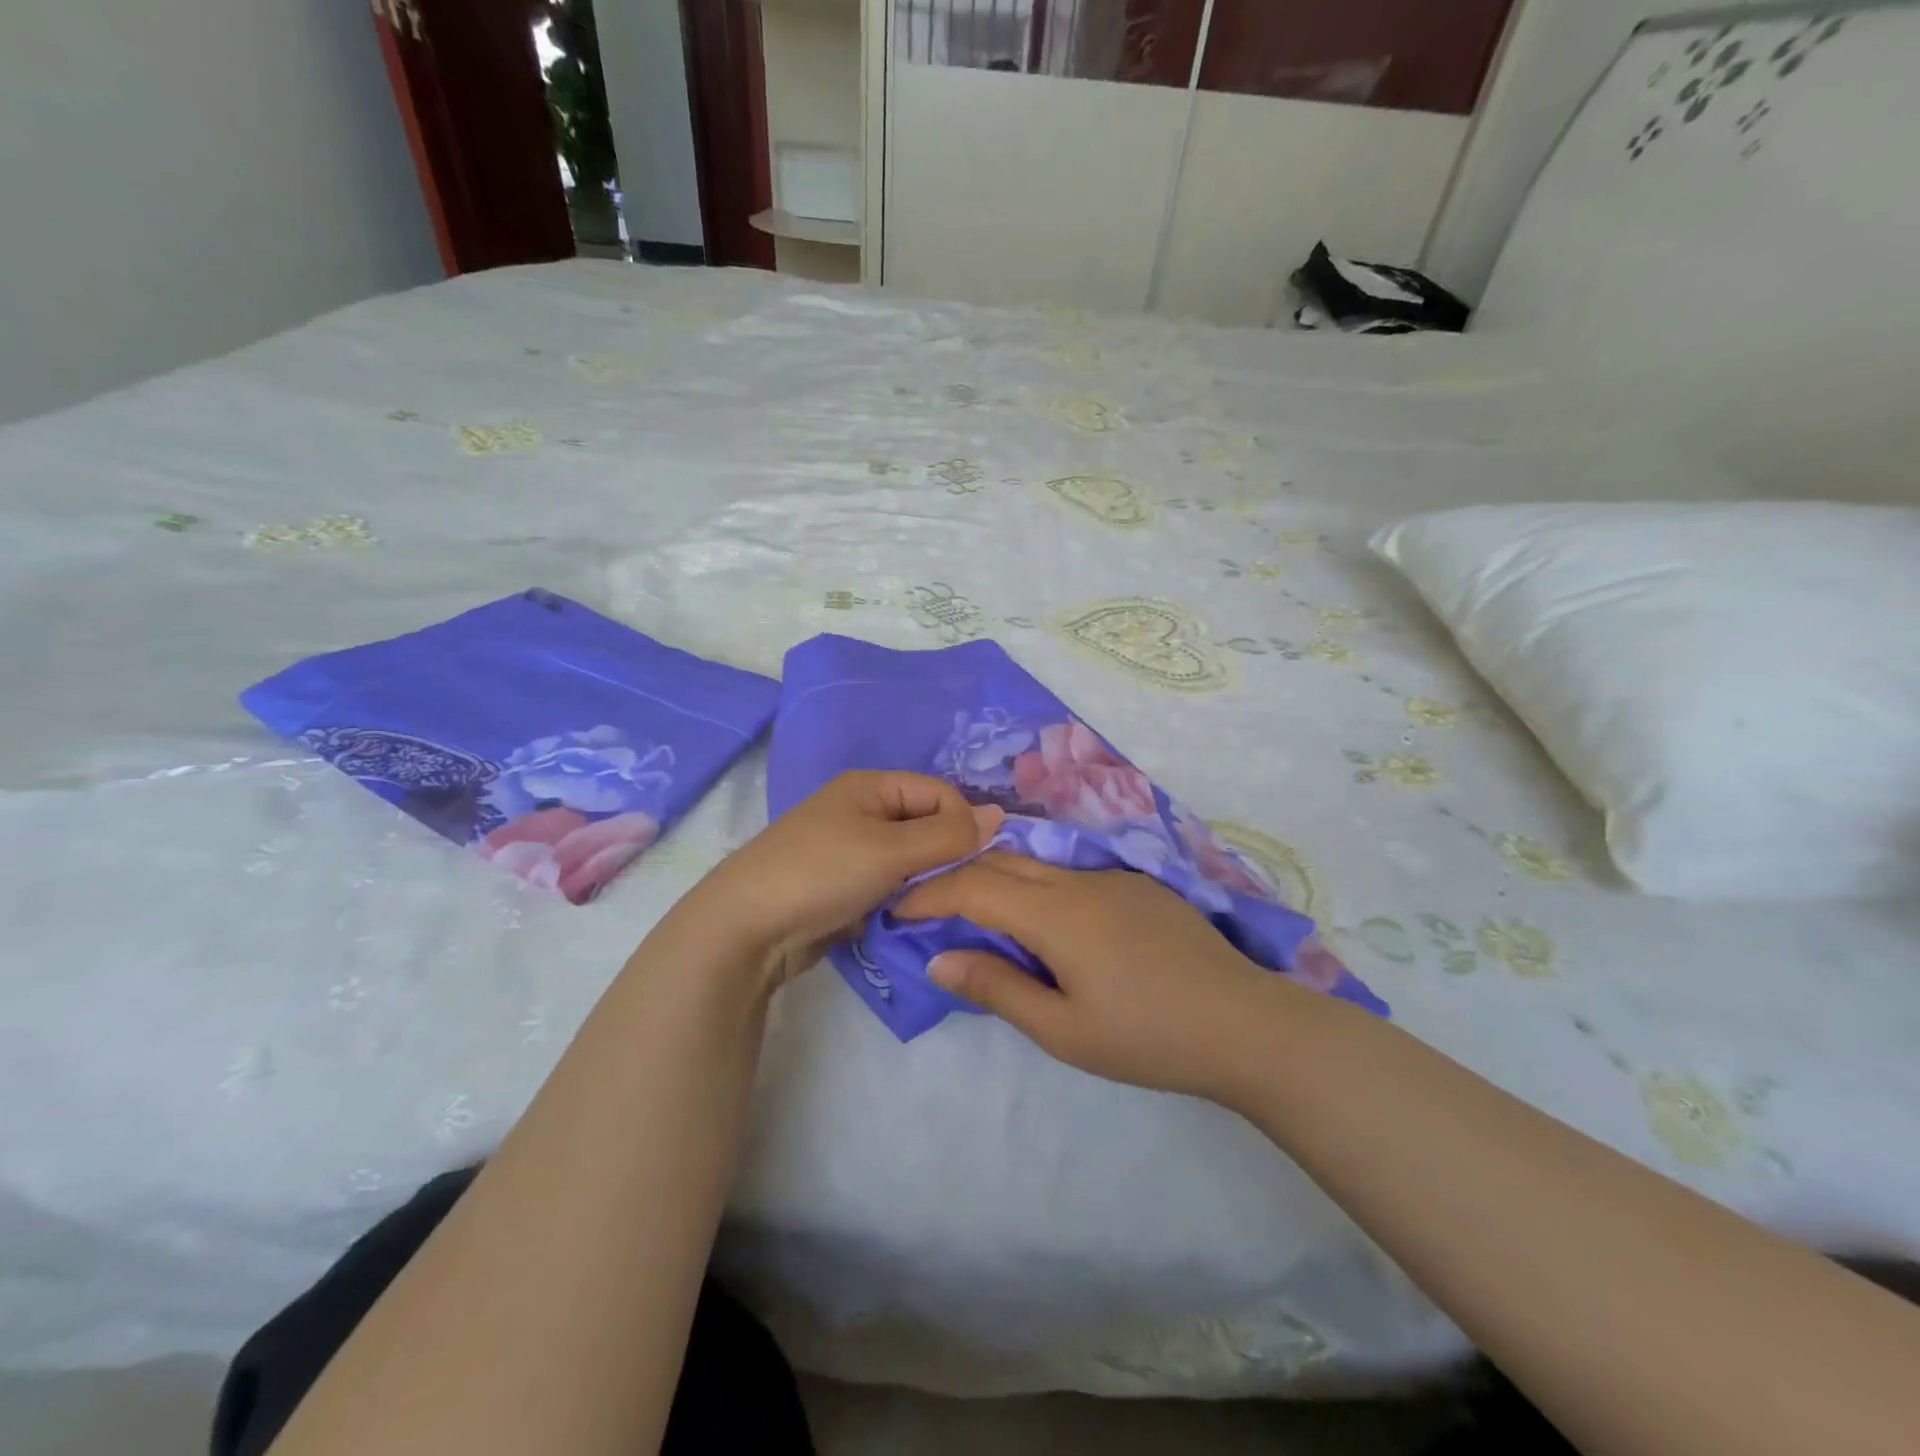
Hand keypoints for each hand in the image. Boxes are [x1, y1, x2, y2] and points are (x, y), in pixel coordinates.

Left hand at [676, 771, 1002, 991]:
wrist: (746, 928)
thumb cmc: (822, 874)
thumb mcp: (891, 850)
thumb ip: (948, 835)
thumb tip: (998, 816)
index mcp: (871, 786)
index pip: (939, 793)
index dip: (963, 823)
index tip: (975, 862)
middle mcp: (862, 810)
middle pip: (926, 825)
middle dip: (945, 855)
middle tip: (956, 890)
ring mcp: (851, 849)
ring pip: (911, 859)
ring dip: (925, 881)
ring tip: (931, 906)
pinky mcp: (844, 885)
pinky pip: (890, 884)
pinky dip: (903, 899)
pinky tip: (909, 919)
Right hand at [894, 853, 1298, 1099]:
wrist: (1245, 1025)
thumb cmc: (1146, 1037)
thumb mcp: (1062, 1028)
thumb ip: (997, 987)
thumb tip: (940, 958)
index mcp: (1055, 913)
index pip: (974, 885)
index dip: (931, 892)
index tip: (900, 908)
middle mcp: (1080, 880)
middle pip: (1003, 861)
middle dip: (959, 876)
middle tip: (929, 907)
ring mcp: (1114, 878)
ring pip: (1039, 865)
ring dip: (1000, 880)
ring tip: (979, 915)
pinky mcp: (1140, 886)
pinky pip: (1073, 876)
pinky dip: (1039, 888)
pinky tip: (1047, 924)